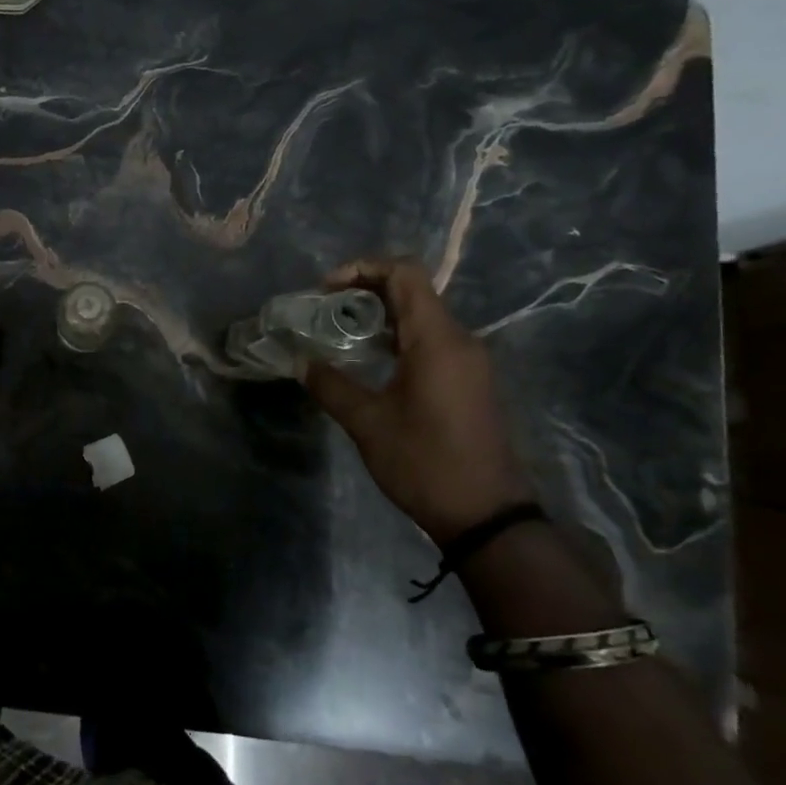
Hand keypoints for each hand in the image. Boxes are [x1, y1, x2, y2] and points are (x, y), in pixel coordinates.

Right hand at [303, 258, 532, 544]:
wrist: (487, 516)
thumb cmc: (425, 463)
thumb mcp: (367, 423)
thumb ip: (330, 385)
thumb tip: (298, 362)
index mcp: (437, 340)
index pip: (405, 274)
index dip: (363, 268)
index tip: (326, 289)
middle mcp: (459, 340)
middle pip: (413, 290)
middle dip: (365, 290)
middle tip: (324, 310)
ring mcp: (469, 360)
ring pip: (422, 315)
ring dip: (380, 313)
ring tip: (339, 331)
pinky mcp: (470, 380)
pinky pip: (431, 339)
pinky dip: (398, 335)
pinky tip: (370, 358)